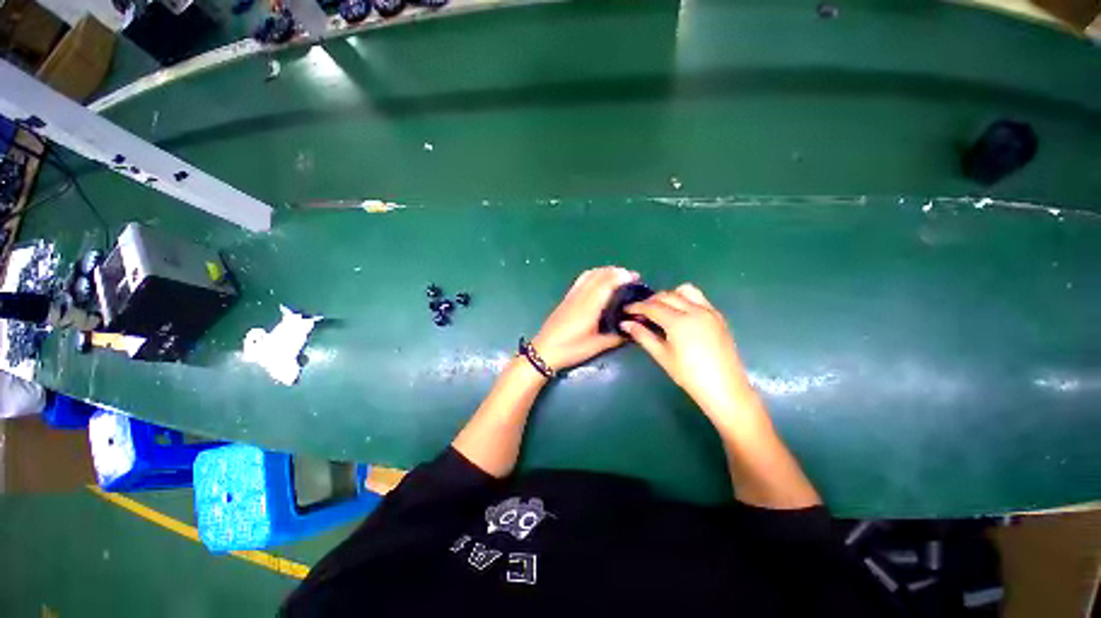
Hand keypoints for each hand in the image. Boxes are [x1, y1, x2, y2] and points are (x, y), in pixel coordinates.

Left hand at [532, 266, 638, 370]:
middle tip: (632, 277)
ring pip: (590, 274)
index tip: (636, 277)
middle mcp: (581, 296)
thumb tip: (633, 330)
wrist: (544, 351)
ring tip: (619, 276)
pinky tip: (599, 280)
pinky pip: (582, 279)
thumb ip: (616, 337)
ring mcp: (572, 295)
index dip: (622, 277)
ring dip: (606, 271)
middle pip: (599, 275)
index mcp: (589, 307)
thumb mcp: (596, 346)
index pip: (607, 283)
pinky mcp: (566, 298)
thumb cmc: (571, 349)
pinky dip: (594, 274)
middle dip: (617, 272)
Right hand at [623, 284, 756, 421]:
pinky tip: (680, 314)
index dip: (636, 307)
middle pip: (667, 295)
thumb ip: (643, 336)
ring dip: (669, 295)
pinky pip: (699, 298)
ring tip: (661, 309)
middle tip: (640, 312)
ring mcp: (709, 311)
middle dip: (650, 301)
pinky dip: (685, 299)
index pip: (652, 307)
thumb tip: (625, 323)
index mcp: (678, 321)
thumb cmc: (689, 375)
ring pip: (685, 290)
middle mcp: (694, 310)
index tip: (626, 310)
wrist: (724, 388)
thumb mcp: (662, 356)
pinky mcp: (718, 316)